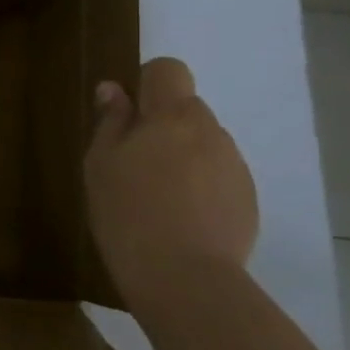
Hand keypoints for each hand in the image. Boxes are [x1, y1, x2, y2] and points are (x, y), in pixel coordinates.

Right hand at [84, 57, 258, 311]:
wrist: (184, 279)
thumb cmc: (128, 212)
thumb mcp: (101, 164)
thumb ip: (111, 122)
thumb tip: (114, 89)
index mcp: (172, 115)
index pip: (169, 70)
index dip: (148, 85)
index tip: (129, 116)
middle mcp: (211, 131)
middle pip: (186, 110)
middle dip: (163, 127)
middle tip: (135, 166)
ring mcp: (235, 166)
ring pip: (204, 145)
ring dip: (184, 158)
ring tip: (159, 200)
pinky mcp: (248, 200)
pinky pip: (219, 177)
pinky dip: (202, 188)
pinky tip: (182, 221)